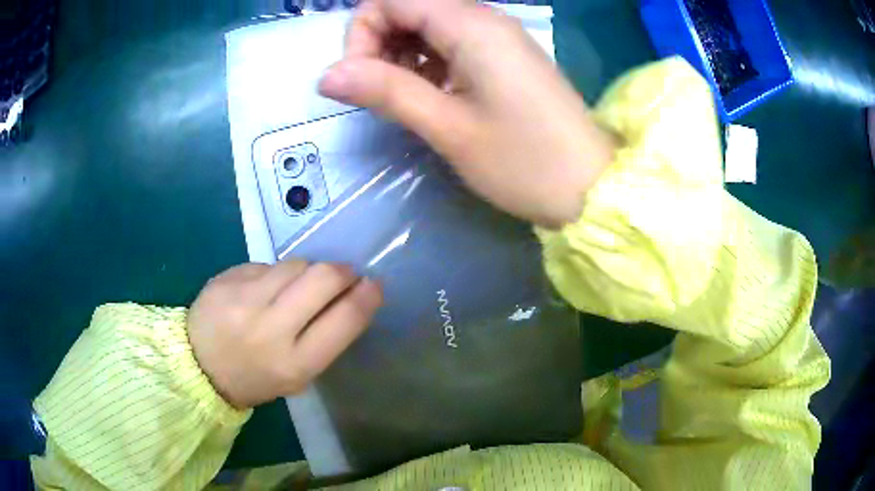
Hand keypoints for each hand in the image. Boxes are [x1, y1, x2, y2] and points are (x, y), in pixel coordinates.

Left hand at [187, 261, 382, 408]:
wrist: (198, 366)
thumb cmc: (255, 377)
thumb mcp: (297, 376)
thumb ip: (324, 339)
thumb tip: (351, 296)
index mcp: (295, 363)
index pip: (345, 319)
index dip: (367, 296)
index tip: (373, 284)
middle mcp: (270, 328)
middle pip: (323, 278)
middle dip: (342, 272)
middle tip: (343, 276)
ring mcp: (245, 299)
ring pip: (296, 264)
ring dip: (307, 271)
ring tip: (296, 287)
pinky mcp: (227, 278)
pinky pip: (267, 264)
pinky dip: (275, 274)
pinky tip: (263, 290)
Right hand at [319, 0, 616, 227]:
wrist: (591, 187)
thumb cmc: (525, 162)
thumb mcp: (448, 127)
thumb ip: (386, 91)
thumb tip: (328, 74)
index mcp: (471, 25)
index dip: (362, 32)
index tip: (361, 79)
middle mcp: (484, 19)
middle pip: (408, 7)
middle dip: (379, 43)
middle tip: (382, 93)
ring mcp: (497, 37)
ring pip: (427, 26)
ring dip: (401, 56)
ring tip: (406, 100)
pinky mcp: (503, 58)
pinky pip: (450, 44)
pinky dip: (427, 64)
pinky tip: (432, 97)